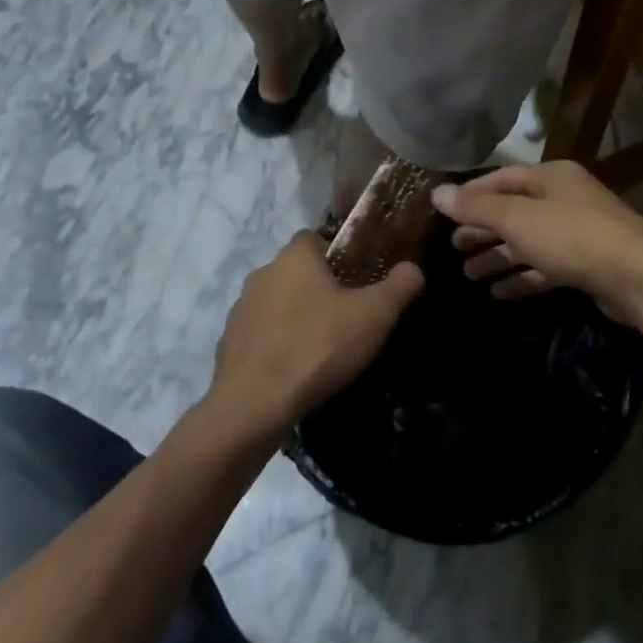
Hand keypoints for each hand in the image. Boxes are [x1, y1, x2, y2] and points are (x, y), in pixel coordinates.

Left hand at [209, 232, 422, 438]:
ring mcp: (241, 308)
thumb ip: (398, 287)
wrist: (253, 405)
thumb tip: (413, 268)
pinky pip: (261, 332)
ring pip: (278, 301)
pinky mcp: (229, 341)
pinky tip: (295, 367)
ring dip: (297, 315)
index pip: (317, 237)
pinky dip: (277, 342)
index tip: (359, 278)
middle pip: (298, 270)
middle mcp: (263, 272)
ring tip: (322, 345)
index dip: (339, 254)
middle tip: (348, 314)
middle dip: (320, 287)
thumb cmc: (317, 347)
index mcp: (294, 256)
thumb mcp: (373, 316)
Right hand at [432, 163, 642, 328]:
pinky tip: (499, 293)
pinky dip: (523, 277)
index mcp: (551, 177)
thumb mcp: (518, 219)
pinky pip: (546, 267)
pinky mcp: (588, 264)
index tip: (444, 213)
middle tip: (453, 248)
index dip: (472, 195)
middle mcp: (566, 198)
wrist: (639, 277)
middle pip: (515, 211)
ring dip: (499, 257)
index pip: (502, 179)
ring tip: (469, 274)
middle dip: (483, 229)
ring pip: (529, 241)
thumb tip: (437, 194)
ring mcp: (580, 232)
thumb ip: (477, 207)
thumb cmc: (573, 237)